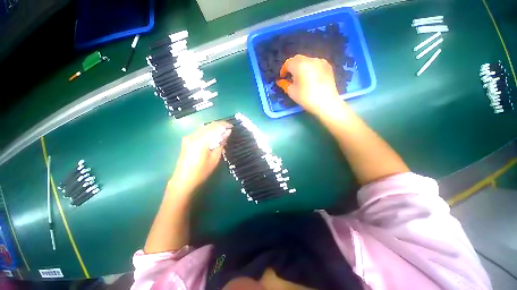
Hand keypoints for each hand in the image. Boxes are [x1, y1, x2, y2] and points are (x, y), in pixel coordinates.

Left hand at [168, 121, 231, 195]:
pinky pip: (199, 131)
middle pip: (208, 125)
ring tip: (222, 131)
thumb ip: (221, 143)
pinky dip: (207, 131)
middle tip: (228, 128)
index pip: (215, 127)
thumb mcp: (214, 159)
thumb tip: (228, 132)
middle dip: (219, 125)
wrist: (183, 181)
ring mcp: (188, 138)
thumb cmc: (201, 172)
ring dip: (213, 127)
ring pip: (203, 127)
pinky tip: (212, 135)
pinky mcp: (186, 141)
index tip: (232, 126)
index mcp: (201, 140)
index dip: (224, 125)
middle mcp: (193, 136)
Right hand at [276, 55, 341, 115]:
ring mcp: (320, 61)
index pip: (288, 63)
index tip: (282, 78)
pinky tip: (311, 77)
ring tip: (300, 77)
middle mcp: (310, 59)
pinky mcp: (328, 66)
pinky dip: (310, 68)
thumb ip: (285, 84)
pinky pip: (315, 64)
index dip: (283, 70)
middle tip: (290, 77)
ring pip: (307, 60)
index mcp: (300, 65)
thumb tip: (280, 81)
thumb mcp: (292, 92)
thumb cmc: (306, 98)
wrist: (326, 103)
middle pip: (297, 59)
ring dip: (301, 67)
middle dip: (292, 67)